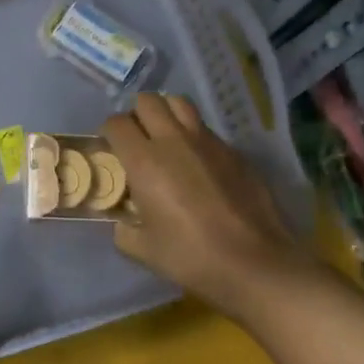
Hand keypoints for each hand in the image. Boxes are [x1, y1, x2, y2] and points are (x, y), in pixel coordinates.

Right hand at [103, 93, 320, 323]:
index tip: (112, 151)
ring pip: (179, 103)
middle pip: (147, 101)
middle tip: (138, 140)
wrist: (254, 262)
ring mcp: (207, 141)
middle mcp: (174, 140)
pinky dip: (194, 135)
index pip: (116, 123)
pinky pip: (205, 128)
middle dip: (137, 115)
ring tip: (166, 139)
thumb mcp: (143, 249)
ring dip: (167, 114)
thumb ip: (124, 229)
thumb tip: (122, 220)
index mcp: (145, 161)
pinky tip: (199, 163)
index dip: (109, 133)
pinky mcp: (233, 150)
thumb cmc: (191, 256)